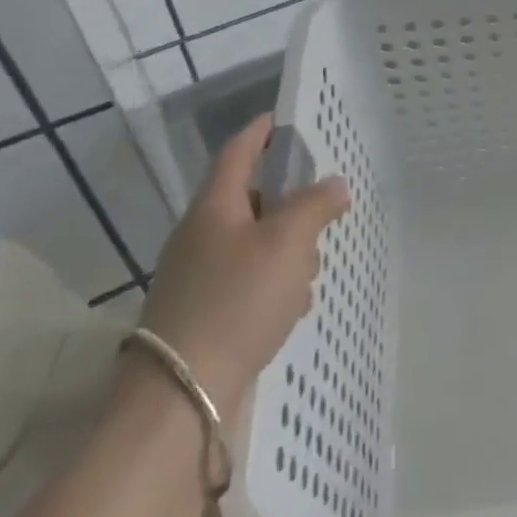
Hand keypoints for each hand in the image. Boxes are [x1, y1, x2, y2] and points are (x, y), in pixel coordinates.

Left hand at [138, 115, 348, 413]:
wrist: (182, 397)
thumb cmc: (237, 301)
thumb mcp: (287, 242)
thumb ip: (315, 205)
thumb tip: (334, 184)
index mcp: (214, 207)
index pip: (238, 152)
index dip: (261, 132)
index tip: (282, 119)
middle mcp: (201, 236)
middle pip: (252, 201)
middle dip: (290, 205)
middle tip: (322, 212)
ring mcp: (199, 277)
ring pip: (255, 244)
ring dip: (287, 251)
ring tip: (309, 273)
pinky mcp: (205, 314)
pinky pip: (249, 282)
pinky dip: (274, 285)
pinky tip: (292, 308)